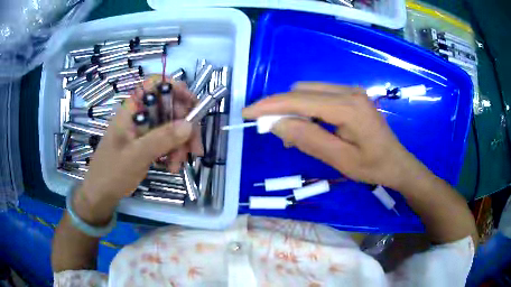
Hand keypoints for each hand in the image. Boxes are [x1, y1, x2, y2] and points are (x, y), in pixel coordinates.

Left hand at [74, 76, 201, 223]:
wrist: (101, 193)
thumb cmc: (112, 172)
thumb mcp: (136, 155)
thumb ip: (162, 138)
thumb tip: (189, 125)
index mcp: (132, 109)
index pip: (155, 85)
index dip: (176, 88)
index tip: (193, 105)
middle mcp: (140, 115)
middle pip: (170, 108)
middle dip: (185, 127)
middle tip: (195, 150)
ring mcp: (144, 129)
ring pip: (171, 126)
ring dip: (180, 145)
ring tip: (178, 165)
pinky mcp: (147, 142)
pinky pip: (167, 140)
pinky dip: (174, 152)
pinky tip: (172, 166)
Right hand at [242, 82, 422, 189]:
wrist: (396, 162)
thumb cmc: (372, 166)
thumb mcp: (339, 160)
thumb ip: (308, 139)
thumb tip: (276, 124)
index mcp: (348, 107)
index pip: (300, 100)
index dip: (270, 105)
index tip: (248, 112)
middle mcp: (348, 91)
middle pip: (302, 91)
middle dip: (281, 108)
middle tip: (272, 132)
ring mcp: (350, 91)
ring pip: (308, 91)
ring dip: (294, 108)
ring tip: (293, 135)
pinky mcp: (351, 95)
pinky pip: (319, 95)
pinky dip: (306, 108)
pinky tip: (309, 126)